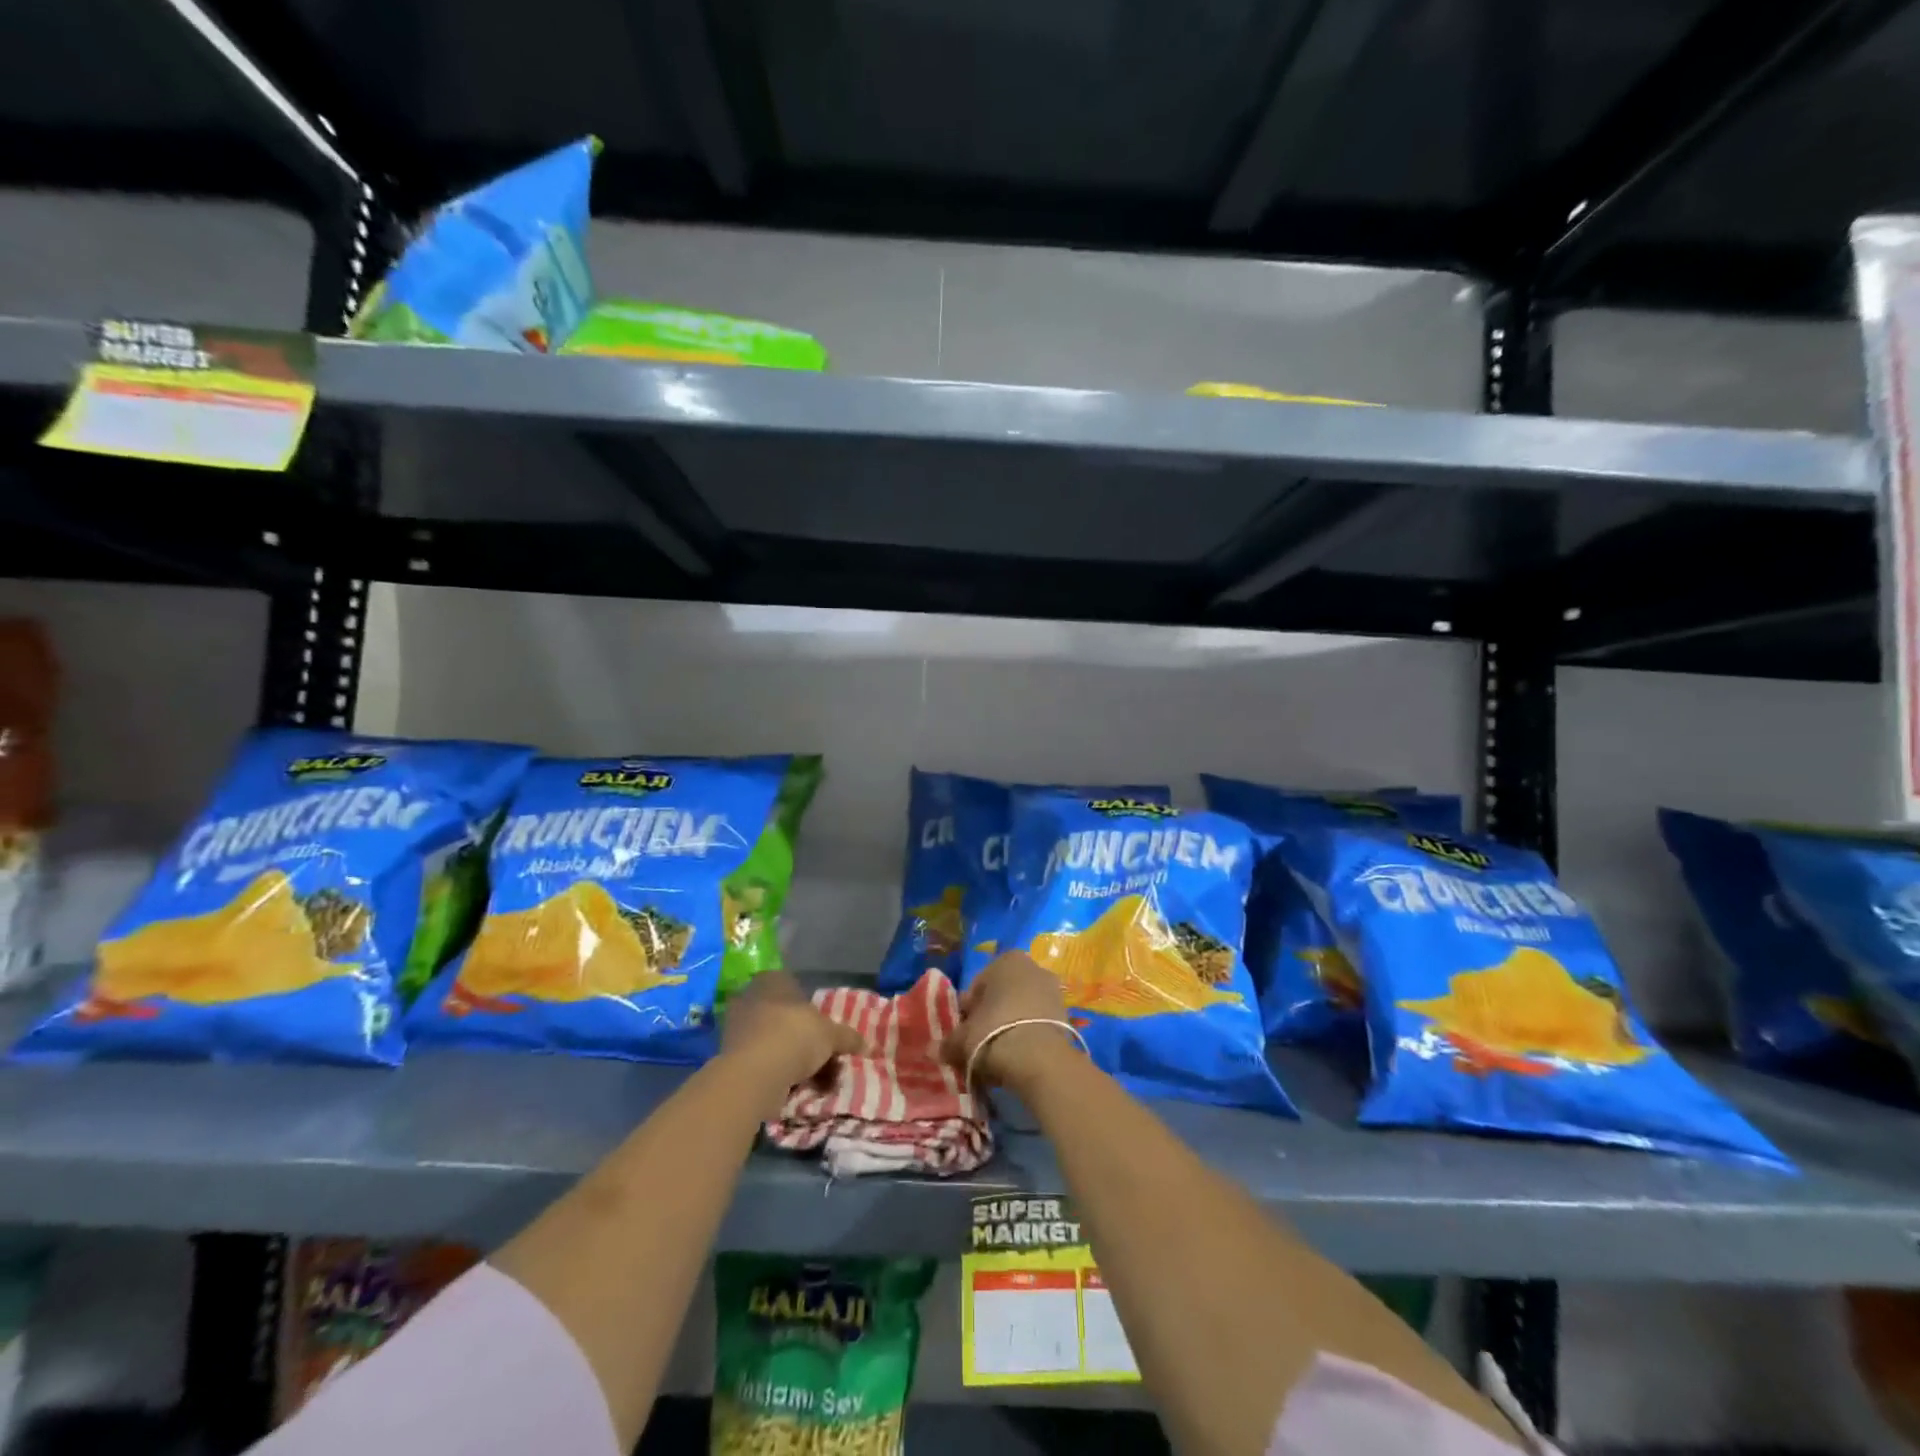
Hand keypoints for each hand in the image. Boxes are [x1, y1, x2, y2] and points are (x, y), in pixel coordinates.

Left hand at [721, 972, 863, 1093]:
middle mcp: (751, 998)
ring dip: (792, 1058)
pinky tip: (795, 1089)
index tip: (825, 1030)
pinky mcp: (729, 1058)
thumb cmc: (795, 1037)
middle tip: (824, 1058)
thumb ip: (847, 1037)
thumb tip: (867, 1044)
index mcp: (773, 980)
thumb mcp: (831, 1035)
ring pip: (774, 1041)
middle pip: (785, 1017)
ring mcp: (737, 1028)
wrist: (754, 1075)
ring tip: (814, 1080)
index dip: (812, 1009)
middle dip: (804, 1038)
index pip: (795, 987)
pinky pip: (762, 1062)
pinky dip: (778, 1072)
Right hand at [943, 951, 1076, 1087]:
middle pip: (1003, 994)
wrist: (1038, 1059)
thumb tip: (936, 1049)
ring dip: (1011, 1025)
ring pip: (1023, 1008)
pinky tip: (1020, 1057)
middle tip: (980, 1042)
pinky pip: (1039, 1023)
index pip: (979, 985)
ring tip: (1000, 1053)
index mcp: (1006, 960)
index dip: (969, 1009)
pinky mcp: (1067, 1015)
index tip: (964, 1031)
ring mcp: (1054, 990)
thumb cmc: (993, 1032)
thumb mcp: (963, 1038)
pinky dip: (1029, 1036)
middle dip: (992, 1015)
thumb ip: (949, 1041)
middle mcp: (1033, 967)